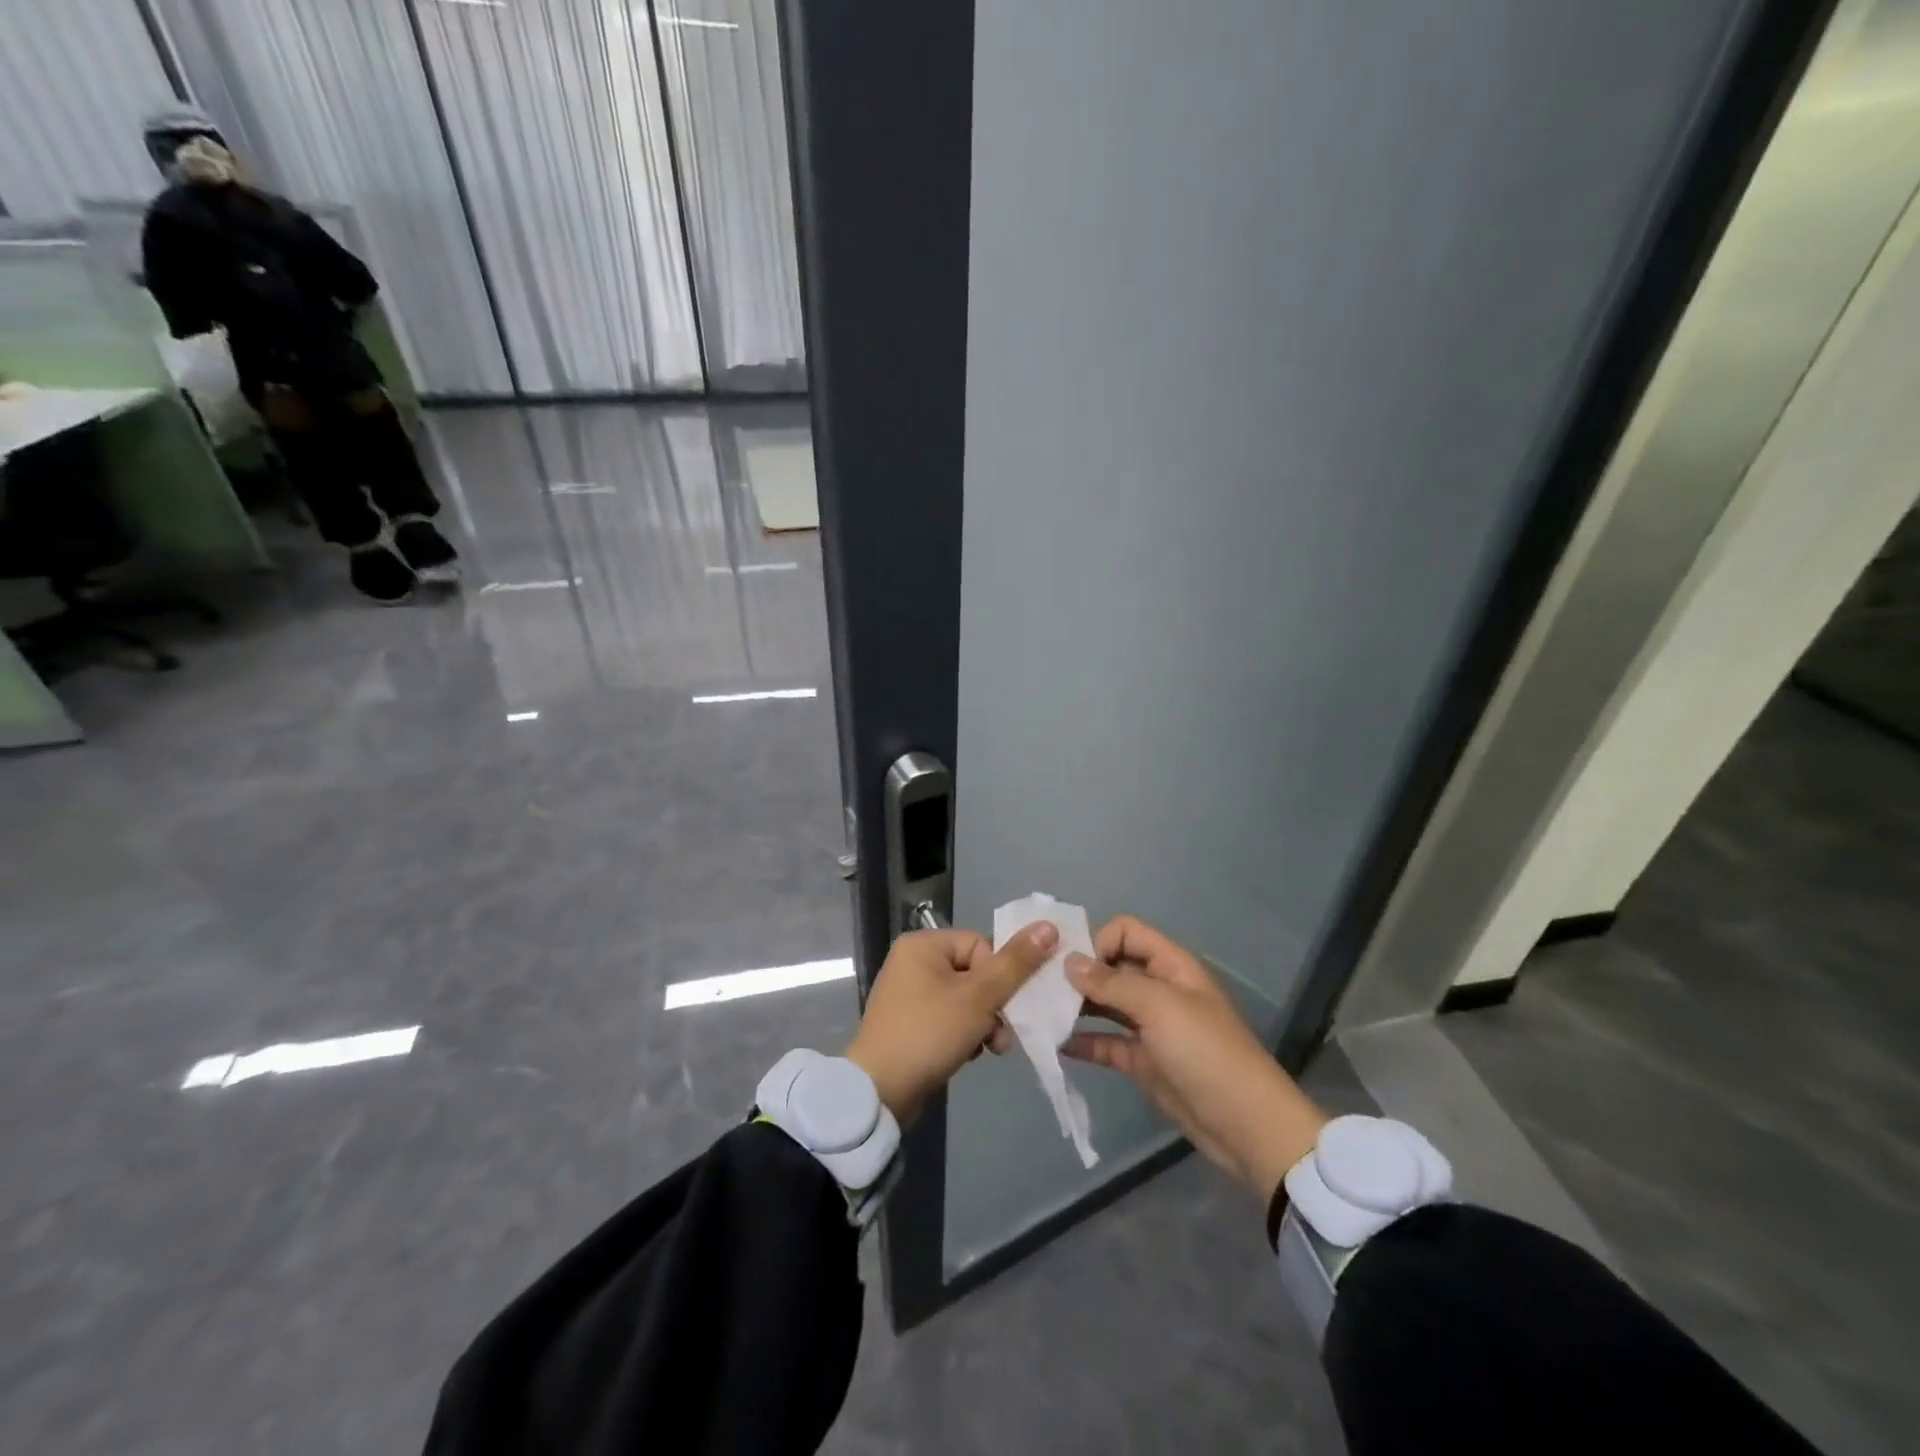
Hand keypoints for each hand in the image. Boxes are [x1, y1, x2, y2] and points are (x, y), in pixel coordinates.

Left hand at [847, 921, 1057, 1126]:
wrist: (880, 1092)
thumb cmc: (929, 1032)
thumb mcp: (979, 997)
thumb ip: (1016, 963)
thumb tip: (1049, 926)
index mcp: (923, 944)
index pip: (981, 946)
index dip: (999, 977)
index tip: (1003, 1006)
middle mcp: (912, 962)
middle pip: (975, 973)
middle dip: (994, 1006)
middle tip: (1000, 1037)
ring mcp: (908, 995)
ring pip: (965, 1000)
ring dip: (983, 1024)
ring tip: (988, 1049)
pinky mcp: (909, 1024)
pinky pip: (948, 1018)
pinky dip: (963, 1035)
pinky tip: (968, 1055)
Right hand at [1064, 916, 1327, 1199]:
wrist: (1246, 1126)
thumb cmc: (1206, 1053)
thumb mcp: (1161, 1007)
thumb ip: (1112, 983)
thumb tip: (1070, 962)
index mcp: (1171, 966)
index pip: (1126, 932)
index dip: (1098, 942)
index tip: (1069, 966)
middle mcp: (1159, 989)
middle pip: (1111, 967)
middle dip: (1078, 973)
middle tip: (1040, 988)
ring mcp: (1150, 1027)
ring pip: (1105, 1004)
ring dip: (1075, 1006)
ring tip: (1039, 1013)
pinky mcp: (1142, 1061)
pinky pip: (1105, 1042)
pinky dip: (1082, 1041)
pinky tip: (1054, 1044)